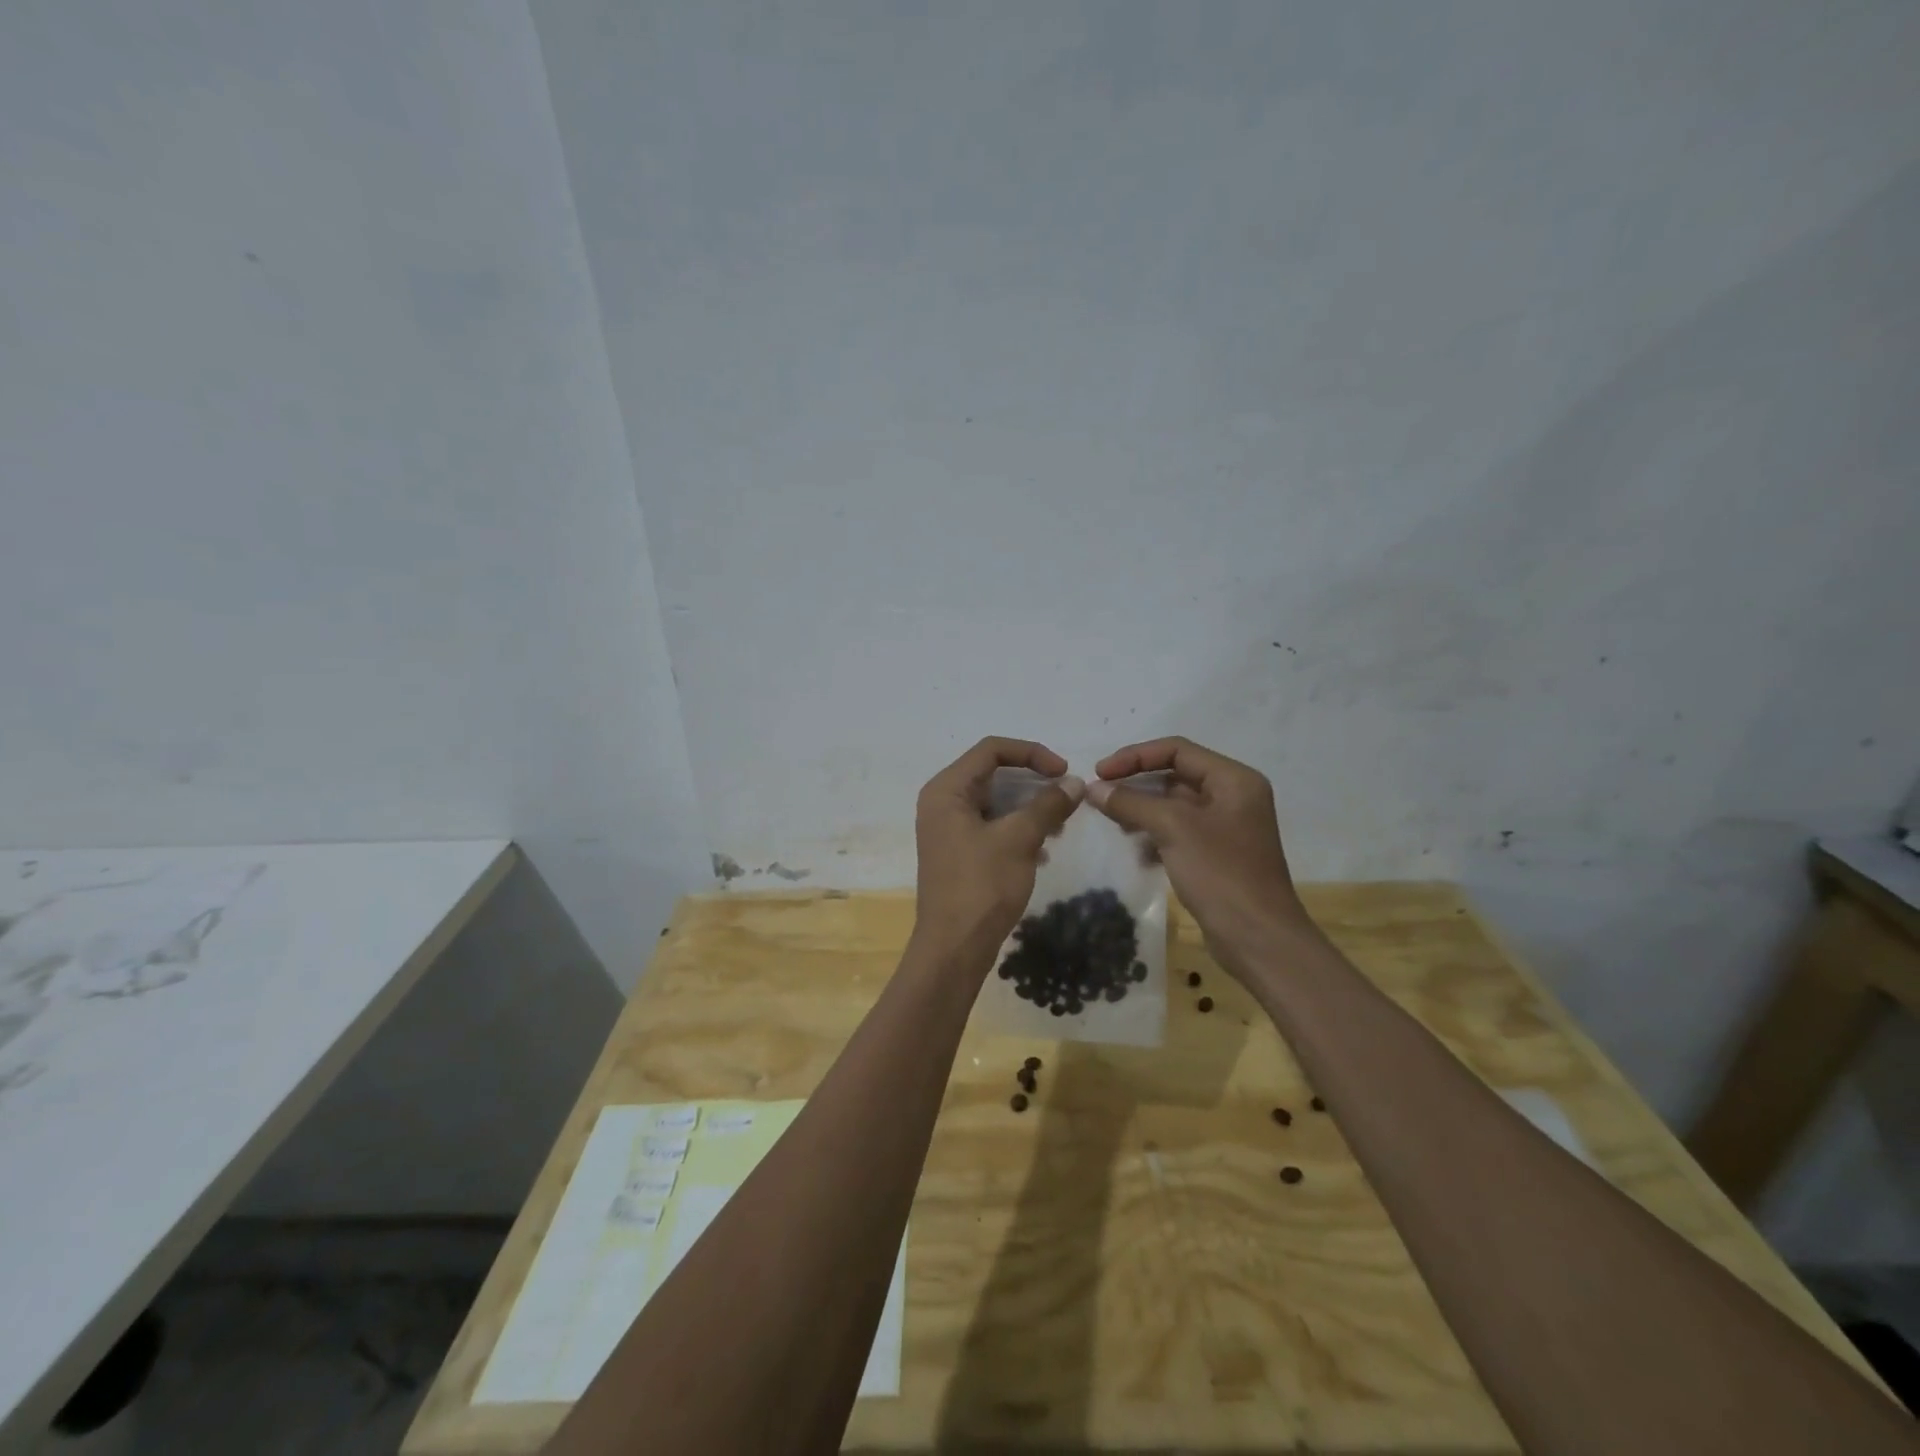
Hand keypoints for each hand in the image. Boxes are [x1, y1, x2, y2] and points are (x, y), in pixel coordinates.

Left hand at [912, 737, 1083, 966]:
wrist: (954, 947)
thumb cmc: (982, 885)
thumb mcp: (1019, 839)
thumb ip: (1047, 805)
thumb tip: (1075, 782)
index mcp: (947, 790)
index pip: (991, 749)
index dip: (1031, 753)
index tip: (1064, 771)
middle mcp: (942, 802)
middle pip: (993, 774)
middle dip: (1032, 783)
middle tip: (1066, 798)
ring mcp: (948, 829)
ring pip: (995, 802)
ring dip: (1029, 808)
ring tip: (1058, 826)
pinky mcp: (958, 852)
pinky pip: (991, 826)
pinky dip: (1018, 830)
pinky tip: (1042, 852)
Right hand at [1086, 736, 1311, 961]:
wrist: (1258, 939)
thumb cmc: (1221, 873)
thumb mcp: (1172, 829)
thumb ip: (1131, 803)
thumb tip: (1094, 789)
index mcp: (1234, 779)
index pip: (1177, 750)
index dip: (1135, 757)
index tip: (1100, 773)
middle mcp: (1233, 796)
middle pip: (1175, 775)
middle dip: (1136, 784)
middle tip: (1099, 796)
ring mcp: (1226, 827)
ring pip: (1173, 806)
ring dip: (1141, 811)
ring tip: (1112, 823)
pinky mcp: (1217, 855)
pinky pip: (1178, 832)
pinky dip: (1154, 835)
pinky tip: (1135, 852)